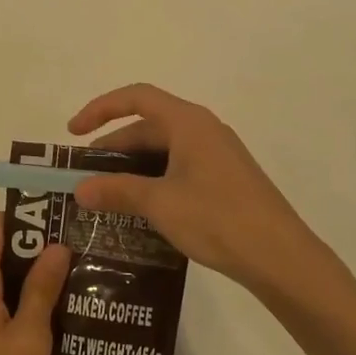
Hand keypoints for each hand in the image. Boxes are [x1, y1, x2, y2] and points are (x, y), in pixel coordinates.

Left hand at [0, 212, 70, 354]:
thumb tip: (57, 245)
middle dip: (32, 243)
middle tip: (74, 249)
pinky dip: (24, 296)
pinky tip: (56, 312)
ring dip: (32, 272)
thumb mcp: (30, 337)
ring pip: (0, 274)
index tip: (54, 222)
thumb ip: (42, 290)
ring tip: (72, 277)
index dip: (18, 216)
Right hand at [68, 83, 319, 292]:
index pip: (136, 97)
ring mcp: (216, 156)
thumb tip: (79, 189)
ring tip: (106, 196)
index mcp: (188, 122)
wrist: (281, 258)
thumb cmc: (218, 218)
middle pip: (148, 126)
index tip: (74, 132)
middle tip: (85, 176)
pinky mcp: (224, 180)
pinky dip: (153, 181)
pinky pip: (178, 169)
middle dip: (113, 148)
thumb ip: (117, 191)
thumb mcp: (160, 203)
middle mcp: (203, 130)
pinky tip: (140, 210)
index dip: (101, 108)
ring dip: (132, 168)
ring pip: (163, 151)